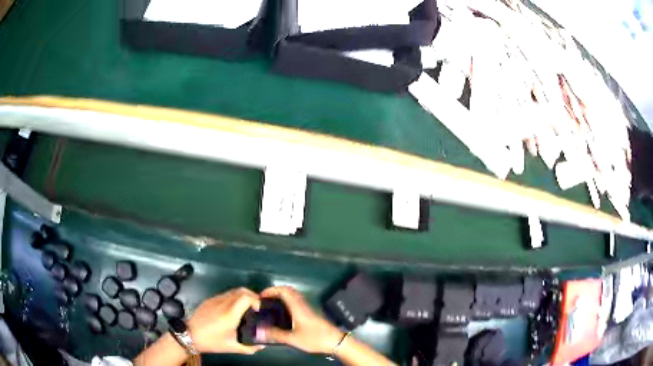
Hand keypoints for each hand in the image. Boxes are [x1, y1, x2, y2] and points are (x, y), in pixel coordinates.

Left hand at [187, 287, 263, 354]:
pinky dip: (233, 298)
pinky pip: (224, 294)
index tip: (259, 309)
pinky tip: (233, 309)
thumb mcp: (232, 347)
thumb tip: (262, 346)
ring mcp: (214, 299)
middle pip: (241, 290)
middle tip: (256, 307)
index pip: (246, 297)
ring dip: (243, 296)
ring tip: (247, 308)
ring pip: (233, 291)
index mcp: (230, 314)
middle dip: (252, 296)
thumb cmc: (211, 342)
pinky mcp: (209, 300)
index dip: (256, 300)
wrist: (189, 335)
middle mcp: (223, 303)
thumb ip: (250, 347)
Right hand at [258, 286, 343, 353]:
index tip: (262, 295)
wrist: (336, 341)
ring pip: (294, 296)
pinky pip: (297, 301)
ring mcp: (308, 308)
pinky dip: (288, 301)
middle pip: (289, 291)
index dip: (272, 290)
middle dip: (276, 291)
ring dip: (282, 295)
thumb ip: (276, 334)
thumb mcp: (293, 339)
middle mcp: (303, 305)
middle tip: (265, 298)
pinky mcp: (311, 313)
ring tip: (272, 304)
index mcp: (297, 308)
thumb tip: (260, 330)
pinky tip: (284, 312)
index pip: (284, 291)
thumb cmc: (315, 338)